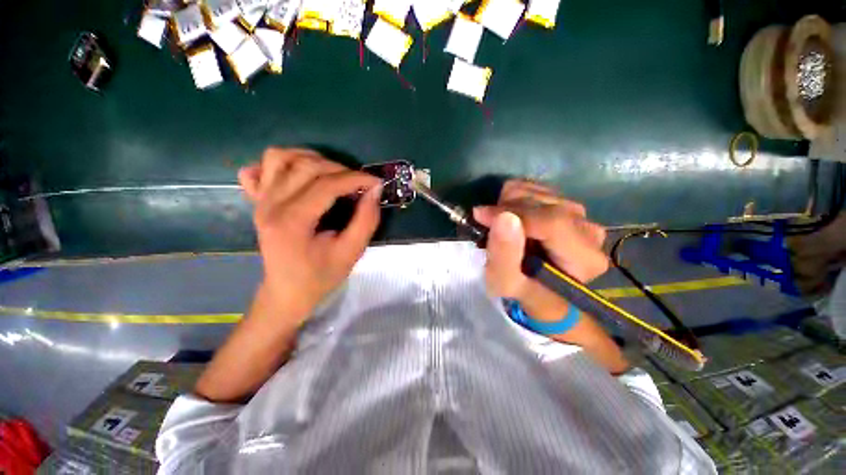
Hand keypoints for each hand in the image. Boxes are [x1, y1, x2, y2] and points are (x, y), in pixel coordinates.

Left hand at [238, 148, 381, 323]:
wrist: (287, 292)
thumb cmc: (320, 276)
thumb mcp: (351, 253)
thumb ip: (366, 221)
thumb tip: (374, 190)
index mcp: (292, 222)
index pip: (326, 185)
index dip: (356, 179)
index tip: (376, 182)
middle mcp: (270, 205)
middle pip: (306, 166)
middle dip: (340, 169)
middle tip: (359, 183)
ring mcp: (260, 201)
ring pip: (280, 157)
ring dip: (311, 159)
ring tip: (332, 174)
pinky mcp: (257, 202)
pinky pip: (259, 168)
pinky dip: (280, 164)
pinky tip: (299, 176)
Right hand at [472, 180, 607, 313]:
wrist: (537, 287)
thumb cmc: (521, 291)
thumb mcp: (505, 282)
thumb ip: (504, 255)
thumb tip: (504, 217)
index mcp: (584, 258)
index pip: (552, 222)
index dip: (514, 213)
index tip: (481, 216)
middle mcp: (589, 231)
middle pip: (545, 202)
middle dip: (507, 210)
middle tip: (488, 226)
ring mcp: (580, 215)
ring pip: (539, 191)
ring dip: (509, 204)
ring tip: (500, 225)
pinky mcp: (565, 205)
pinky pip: (536, 188)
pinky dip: (514, 199)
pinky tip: (510, 218)